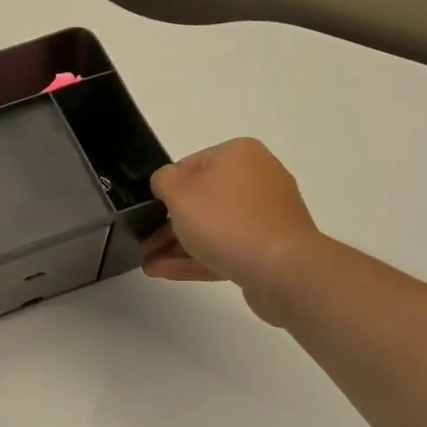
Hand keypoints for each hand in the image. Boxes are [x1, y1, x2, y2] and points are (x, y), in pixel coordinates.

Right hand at [141, 138, 324, 324]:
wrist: (283, 270)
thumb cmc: (226, 220)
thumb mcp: (178, 191)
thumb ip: (162, 180)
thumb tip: (167, 185)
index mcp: (239, 154)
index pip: (190, 165)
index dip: (165, 189)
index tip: (148, 212)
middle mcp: (258, 178)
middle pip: (202, 199)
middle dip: (168, 223)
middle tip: (143, 241)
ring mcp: (267, 216)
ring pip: (213, 227)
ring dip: (178, 245)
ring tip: (148, 263)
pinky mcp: (271, 248)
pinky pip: (227, 248)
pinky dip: (198, 258)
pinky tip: (165, 272)